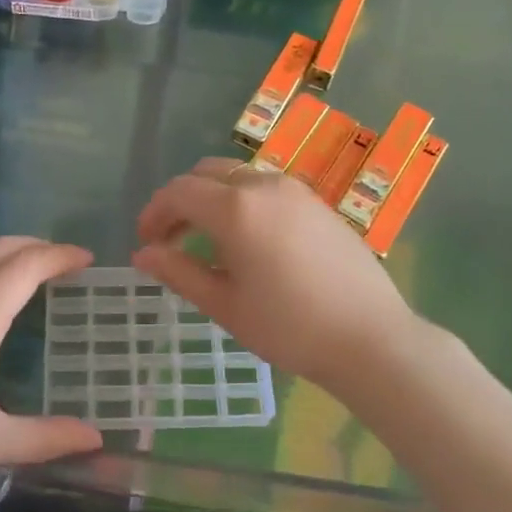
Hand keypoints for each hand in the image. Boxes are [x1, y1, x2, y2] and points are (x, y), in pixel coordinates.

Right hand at [132, 159, 419, 394]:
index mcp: (235, 207)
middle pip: (208, 174)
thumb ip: (179, 272)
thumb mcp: (224, 304)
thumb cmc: (288, 326)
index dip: (155, 213)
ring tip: (209, 242)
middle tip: (172, 240)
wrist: (369, 337)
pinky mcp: (318, 203)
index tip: (146, 243)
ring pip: (239, 177)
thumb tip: (142, 254)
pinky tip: (250, 241)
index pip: (179, 192)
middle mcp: (264, 184)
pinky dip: (244, 202)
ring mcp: (296, 190)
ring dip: (214, 199)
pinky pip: (268, 188)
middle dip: (182, 201)